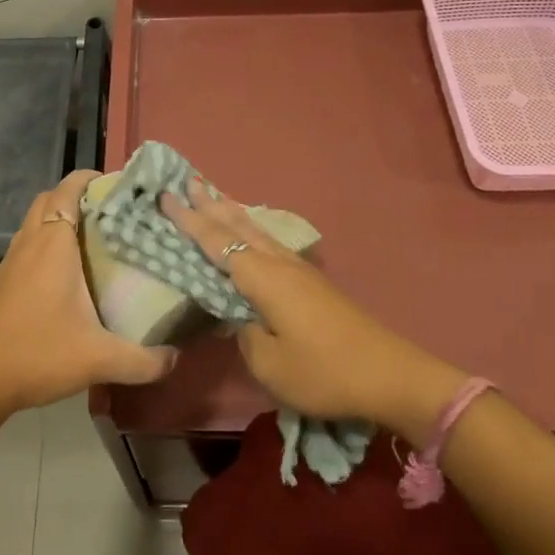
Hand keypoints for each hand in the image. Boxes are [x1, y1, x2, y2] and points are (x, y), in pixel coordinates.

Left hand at [0, 170, 177, 423]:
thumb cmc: (36, 355)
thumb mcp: (98, 360)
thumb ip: (143, 360)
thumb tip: (176, 358)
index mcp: (53, 245)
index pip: (68, 190)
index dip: (90, 178)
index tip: (118, 185)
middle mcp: (28, 244)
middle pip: (48, 199)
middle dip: (76, 195)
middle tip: (109, 212)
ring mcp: (9, 263)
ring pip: (33, 222)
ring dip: (57, 219)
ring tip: (91, 239)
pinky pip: (25, 246)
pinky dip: (44, 244)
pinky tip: (63, 276)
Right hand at [160, 182, 465, 438]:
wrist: (388, 374)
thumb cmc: (323, 371)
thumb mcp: (269, 363)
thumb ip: (244, 334)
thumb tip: (237, 315)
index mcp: (262, 278)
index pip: (216, 242)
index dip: (189, 220)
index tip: (166, 195)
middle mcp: (278, 264)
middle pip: (237, 225)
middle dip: (210, 204)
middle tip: (187, 180)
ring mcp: (298, 270)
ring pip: (256, 230)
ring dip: (231, 211)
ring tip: (213, 193)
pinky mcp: (311, 282)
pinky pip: (269, 242)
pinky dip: (250, 229)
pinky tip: (251, 232)